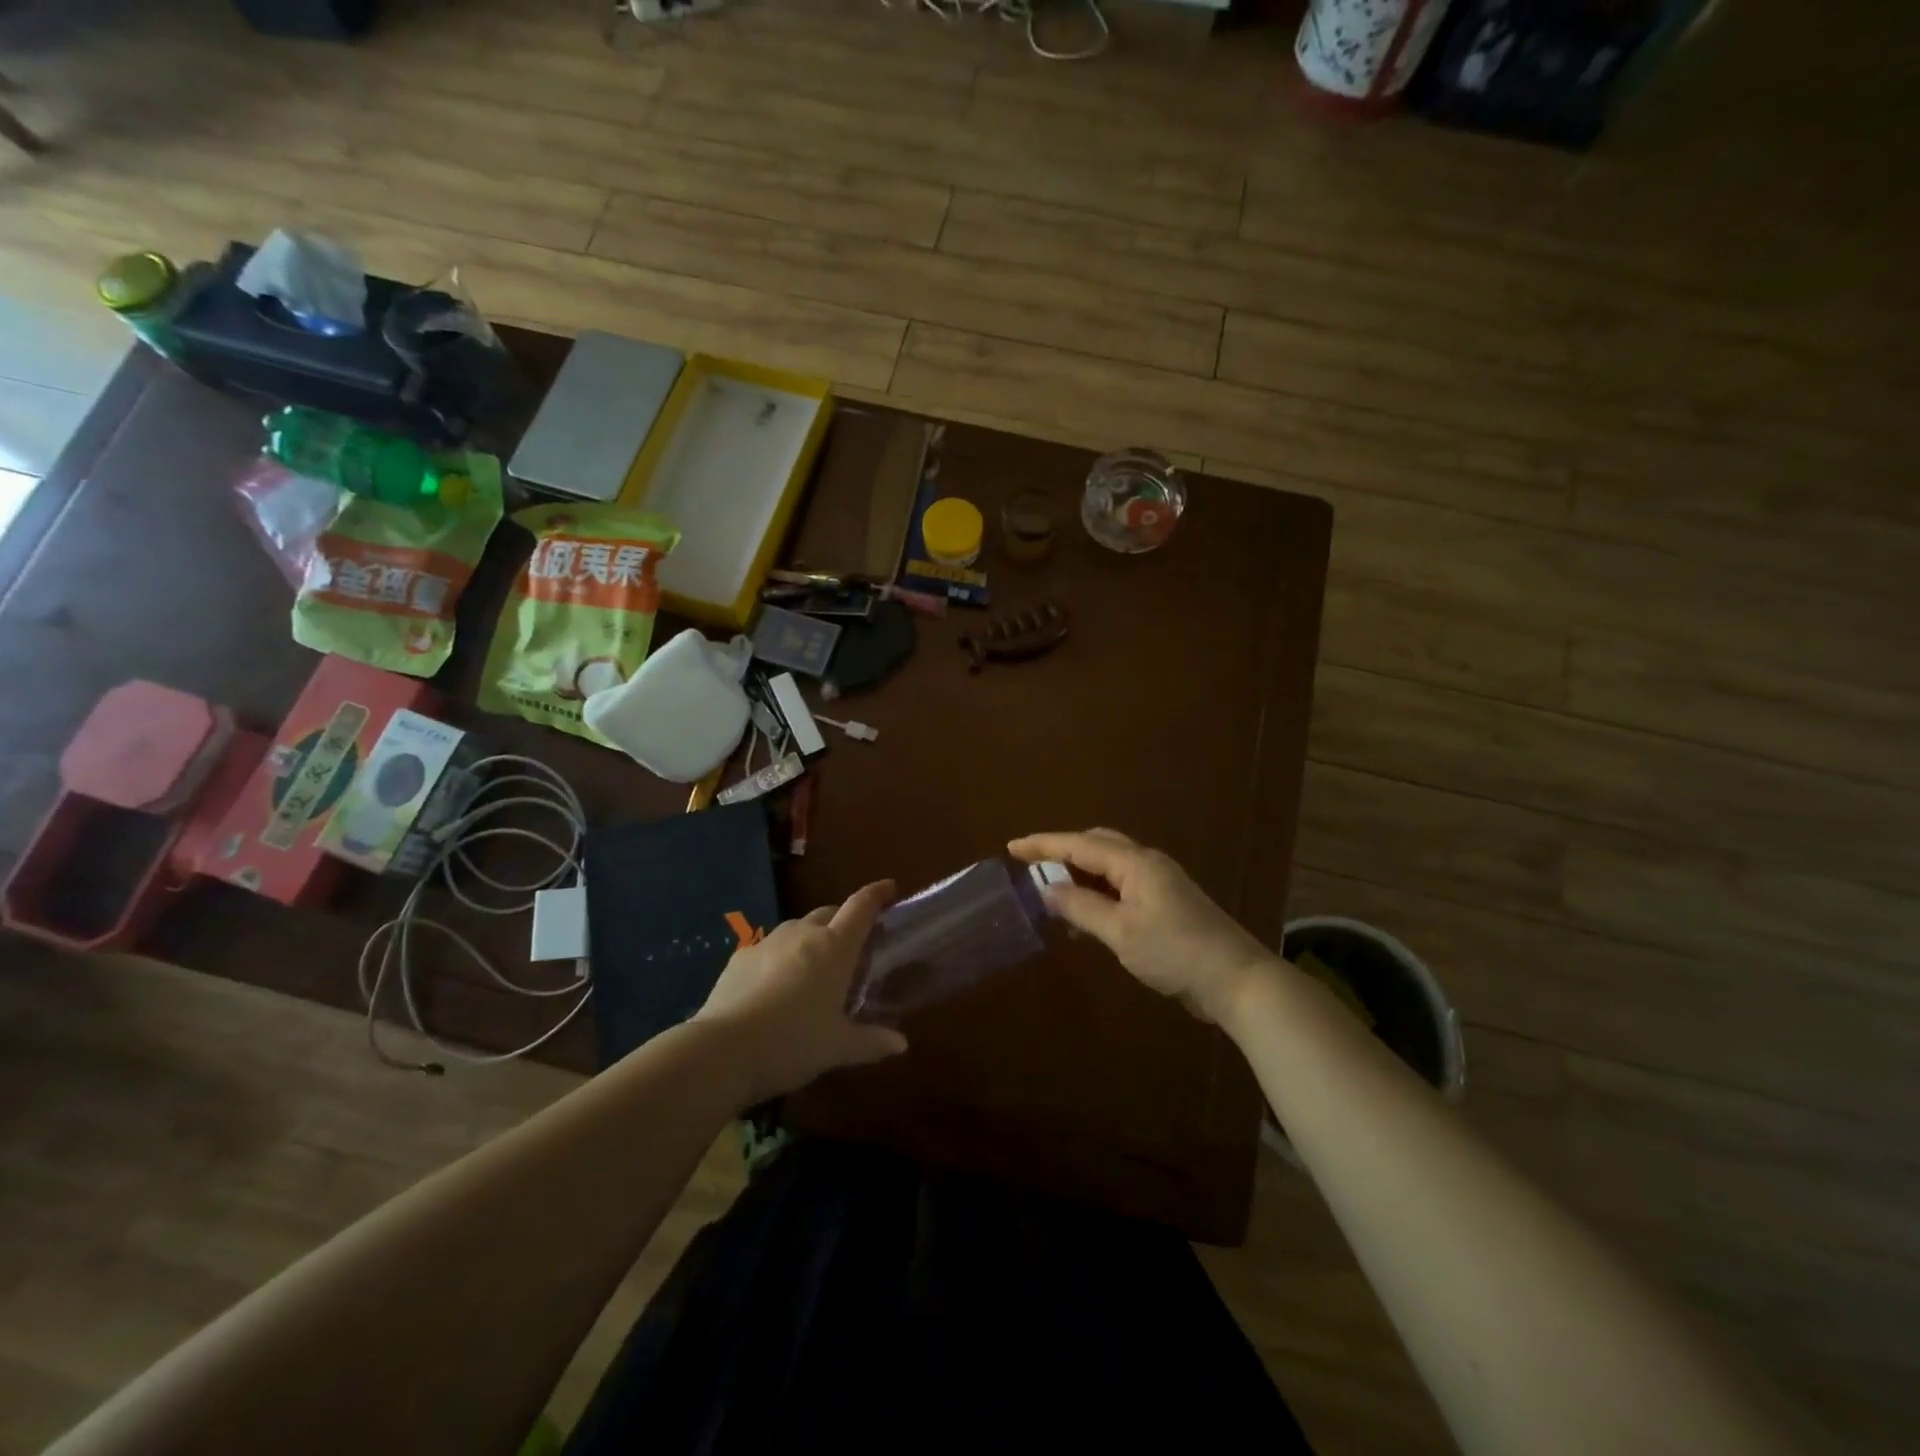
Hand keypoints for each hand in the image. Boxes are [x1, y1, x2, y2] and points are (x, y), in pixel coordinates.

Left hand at [692, 880, 908, 1103]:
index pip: (861, 907)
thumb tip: (901, 1044)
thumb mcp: (838, 1048)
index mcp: (834, 947)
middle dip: (843, 920)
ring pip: (797, 929)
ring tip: (814, 967)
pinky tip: (776, 985)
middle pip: (829, 913)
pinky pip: (769, 948)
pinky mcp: (740, 957)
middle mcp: (803, 934)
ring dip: (811, 939)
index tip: (888, 887)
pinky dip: (781, 958)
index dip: (876, 894)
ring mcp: (768, 942)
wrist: (723, 1050)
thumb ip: (871, 1042)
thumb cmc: (793, 1042)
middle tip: (852, 944)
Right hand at [1009, 829, 1276, 1026]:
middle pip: (1097, 845)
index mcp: (1136, 863)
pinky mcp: (1167, 904)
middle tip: (1031, 865)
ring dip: (1080, 873)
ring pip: (1110, 866)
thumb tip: (1047, 888)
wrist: (1236, 980)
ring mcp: (1160, 883)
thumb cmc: (1175, 952)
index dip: (1044, 845)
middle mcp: (1147, 864)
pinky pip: (1122, 886)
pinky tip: (1085, 915)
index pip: (1080, 844)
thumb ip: (1081, 907)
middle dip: (1062, 851)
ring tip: (1051, 890)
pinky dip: (1098, 892)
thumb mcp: (1120, 932)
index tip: (1012, 847)